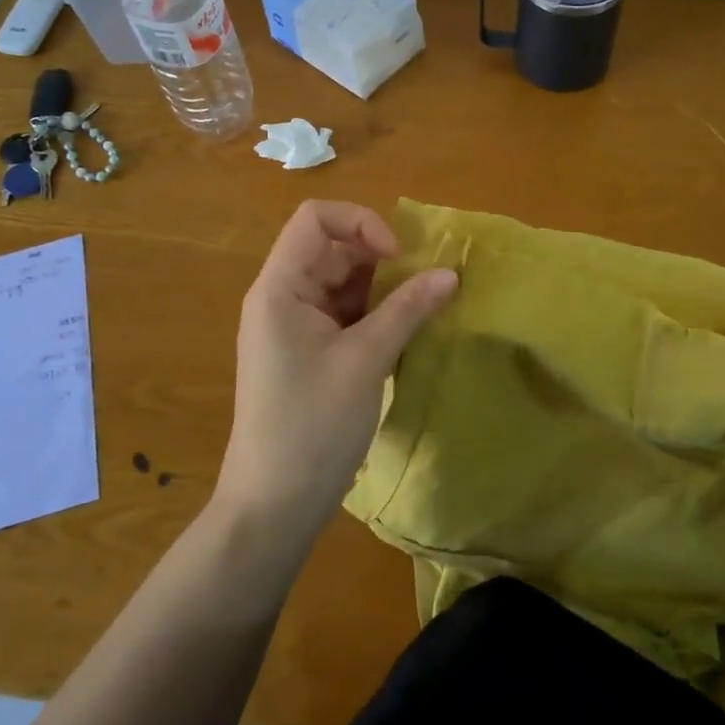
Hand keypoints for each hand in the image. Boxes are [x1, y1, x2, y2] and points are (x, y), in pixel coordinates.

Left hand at [215, 201, 457, 544]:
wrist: (274, 505)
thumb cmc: (312, 425)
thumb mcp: (365, 361)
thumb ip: (407, 310)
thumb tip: (451, 273)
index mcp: (280, 287)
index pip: (315, 219)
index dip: (361, 223)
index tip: (398, 257)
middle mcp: (282, 297)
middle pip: (332, 249)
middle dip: (380, 258)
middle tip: (424, 286)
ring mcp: (294, 326)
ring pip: (342, 283)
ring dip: (382, 288)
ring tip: (422, 309)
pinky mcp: (308, 353)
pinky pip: (343, 314)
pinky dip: (374, 315)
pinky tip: (404, 333)